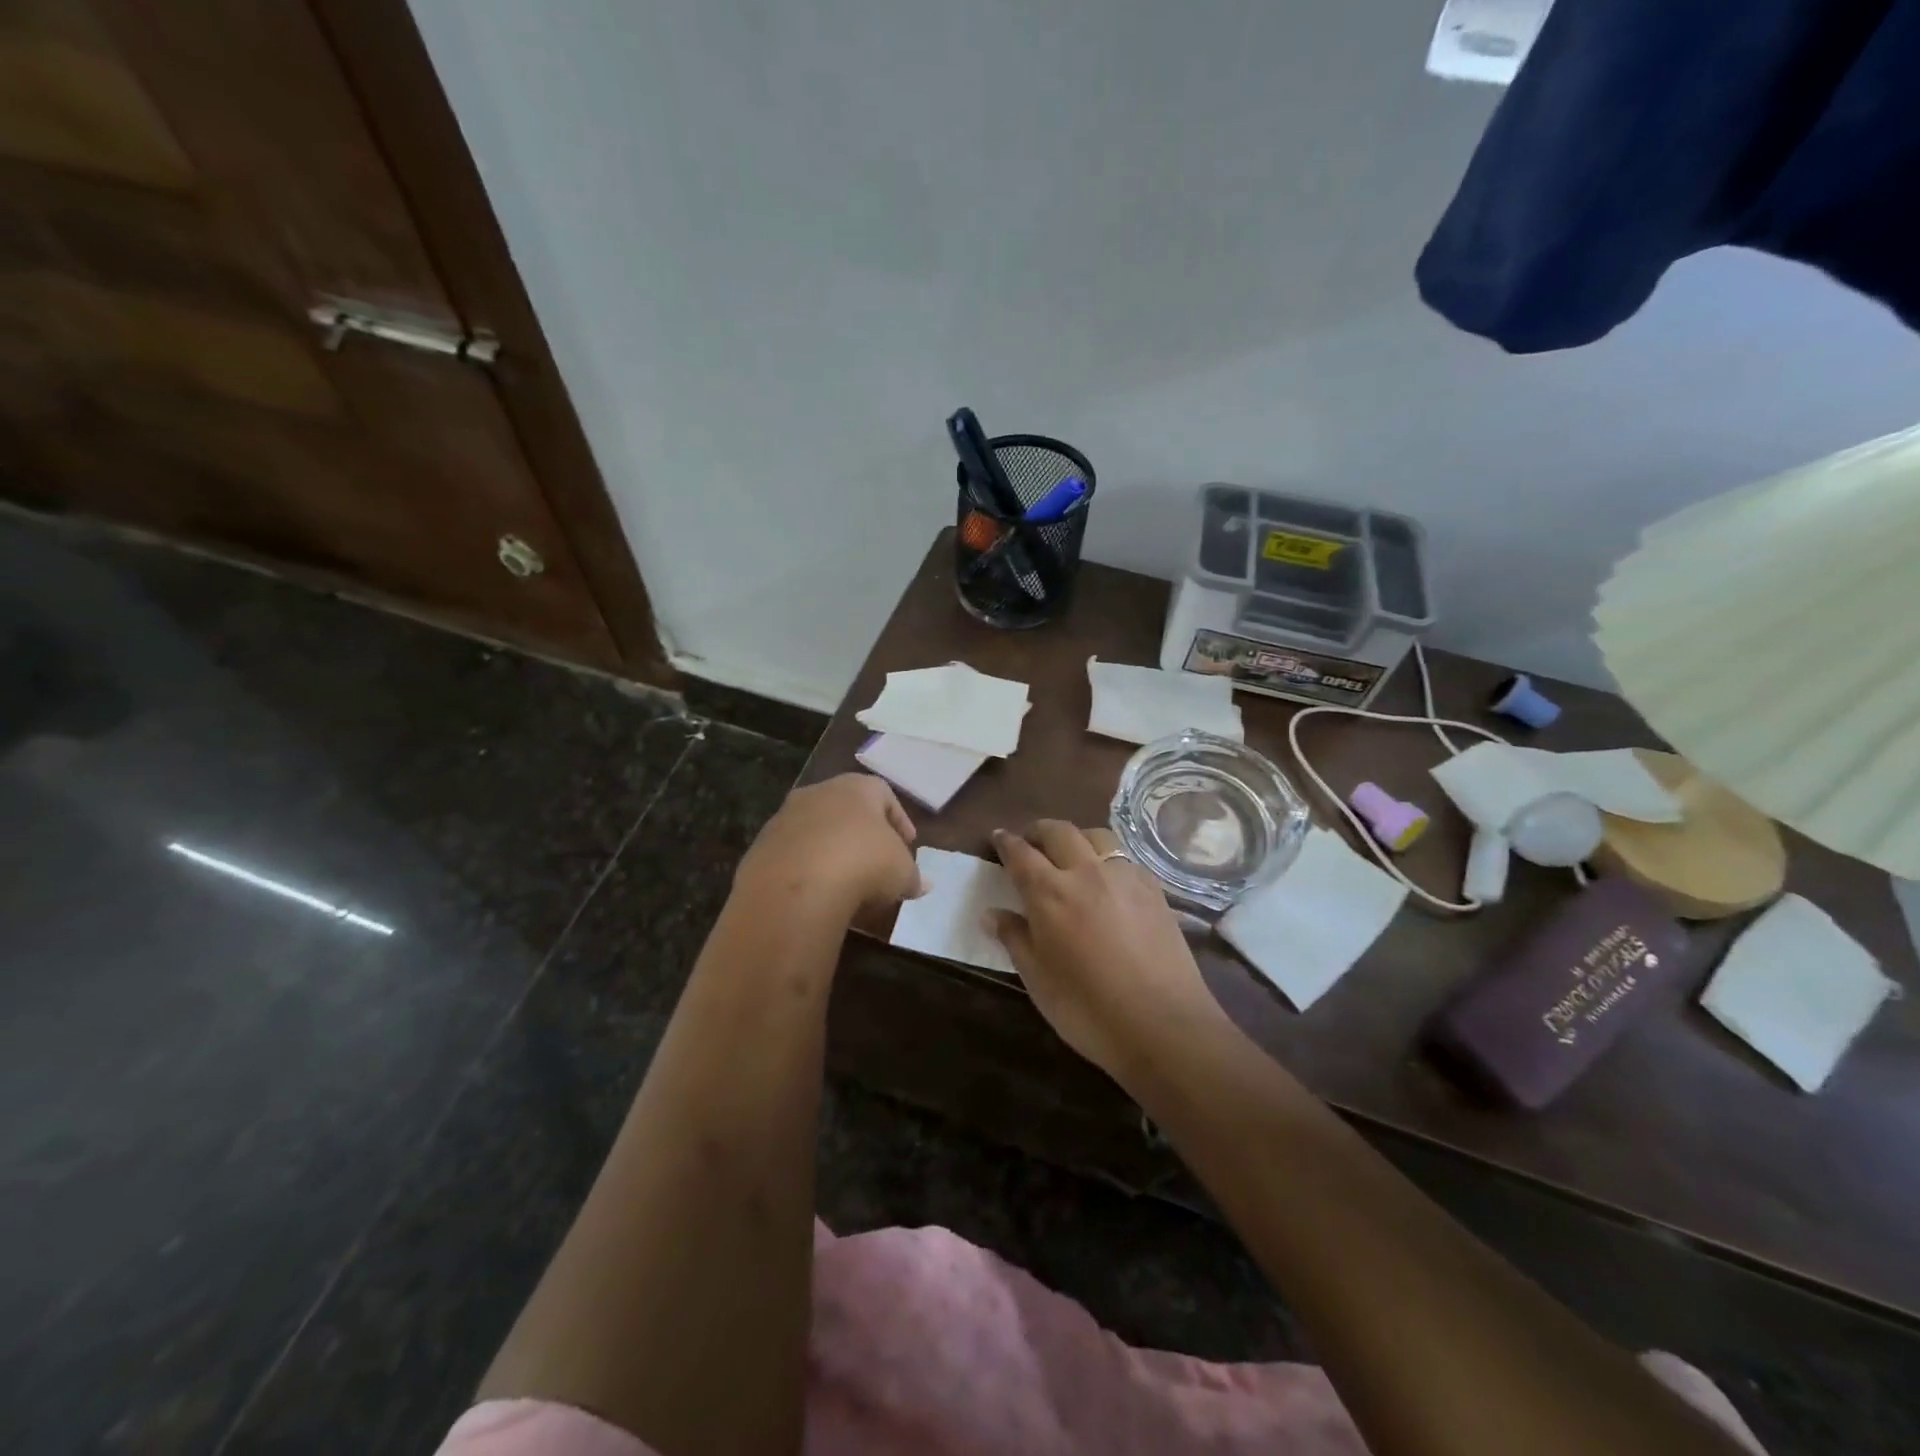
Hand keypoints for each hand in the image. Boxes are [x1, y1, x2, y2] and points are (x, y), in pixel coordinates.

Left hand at [736, 773, 921, 917]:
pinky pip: (793, 857)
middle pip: (846, 810)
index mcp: (856, 787)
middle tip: (877, 864)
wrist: (796, 887)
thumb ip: (913, 876)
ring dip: (832, 853)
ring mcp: (784, 818)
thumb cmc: (863, 864)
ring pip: (816, 832)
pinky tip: (817, 895)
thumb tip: (922, 884)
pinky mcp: (761, 848)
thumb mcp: (902, 873)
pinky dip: (807, 871)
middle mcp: (818, 793)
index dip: (899, 820)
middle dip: (862, 836)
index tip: (908, 846)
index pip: (884, 794)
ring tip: (846, 885)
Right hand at [988, 821, 1226, 1080]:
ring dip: (1077, 837)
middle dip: (1040, 831)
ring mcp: (1125, 877)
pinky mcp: (1154, 889)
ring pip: (1097, 836)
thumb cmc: (1087, 1009)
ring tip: (1071, 854)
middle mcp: (1086, 872)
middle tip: (1031, 842)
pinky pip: (1125, 858)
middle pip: (1059, 831)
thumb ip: (1015, 939)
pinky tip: (1108, 881)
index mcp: (1049, 893)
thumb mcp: (1038, 979)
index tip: (999, 836)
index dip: (1006, 842)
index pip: (1020, 854)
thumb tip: (992, 914)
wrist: (1163, 1024)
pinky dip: (1108, 858)